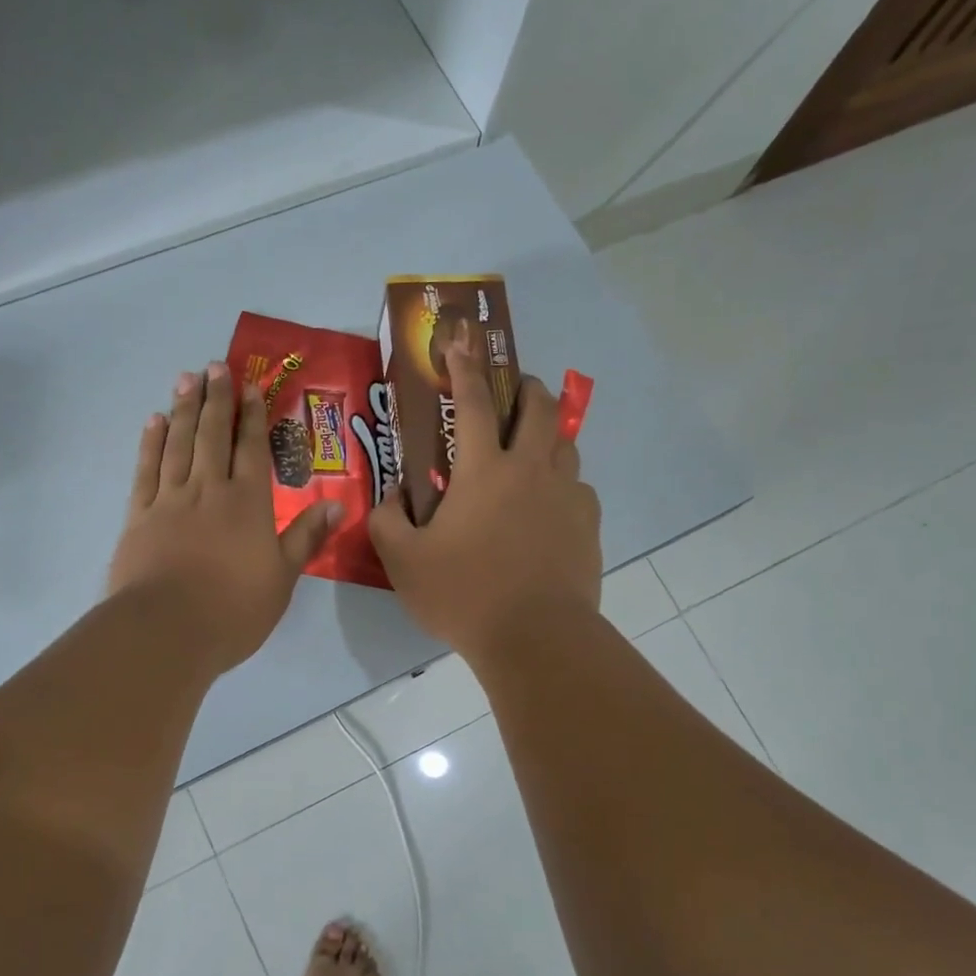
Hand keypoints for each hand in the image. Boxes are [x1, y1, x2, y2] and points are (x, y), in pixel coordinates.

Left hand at [109, 362, 337, 673]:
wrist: (166, 630)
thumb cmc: (233, 610)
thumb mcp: (282, 578)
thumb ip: (305, 537)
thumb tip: (337, 504)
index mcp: (247, 504)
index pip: (251, 449)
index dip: (251, 415)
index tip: (250, 384)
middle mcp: (208, 490)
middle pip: (211, 435)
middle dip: (215, 399)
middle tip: (214, 366)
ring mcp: (170, 500)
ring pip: (177, 443)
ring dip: (182, 409)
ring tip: (185, 379)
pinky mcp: (139, 516)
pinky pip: (146, 470)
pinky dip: (150, 443)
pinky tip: (153, 422)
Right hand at [370, 335, 601, 666]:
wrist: (536, 638)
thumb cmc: (464, 595)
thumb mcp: (403, 562)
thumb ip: (387, 522)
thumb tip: (390, 499)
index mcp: (483, 471)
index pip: (471, 402)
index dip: (463, 365)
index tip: (460, 337)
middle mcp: (530, 470)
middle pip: (539, 408)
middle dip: (526, 388)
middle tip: (513, 393)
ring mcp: (567, 496)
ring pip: (566, 443)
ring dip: (548, 433)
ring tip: (530, 449)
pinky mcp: (589, 525)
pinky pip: (578, 488)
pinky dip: (562, 483)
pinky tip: (549, 508)